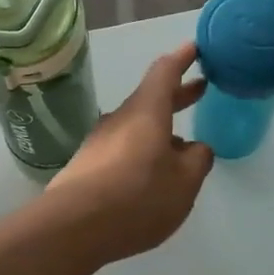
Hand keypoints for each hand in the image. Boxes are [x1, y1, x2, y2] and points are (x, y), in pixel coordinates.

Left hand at [42, 43, 213, 268]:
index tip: (196, 47)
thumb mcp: (184, 182)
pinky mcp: (87, 165)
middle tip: (201, 89)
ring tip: (183, 147)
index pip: (165, 72)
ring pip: (137, 126)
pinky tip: (152, 175)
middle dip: (177, 94)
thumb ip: (197, 160)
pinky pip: (123, 149)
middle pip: (151, 98)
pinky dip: (143, 151)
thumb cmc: (137, 197)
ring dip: (160, 129)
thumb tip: (196, 148)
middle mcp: (120, 119)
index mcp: (146, 112)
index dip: (182, 58)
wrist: (72, 227)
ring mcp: (99, 141)